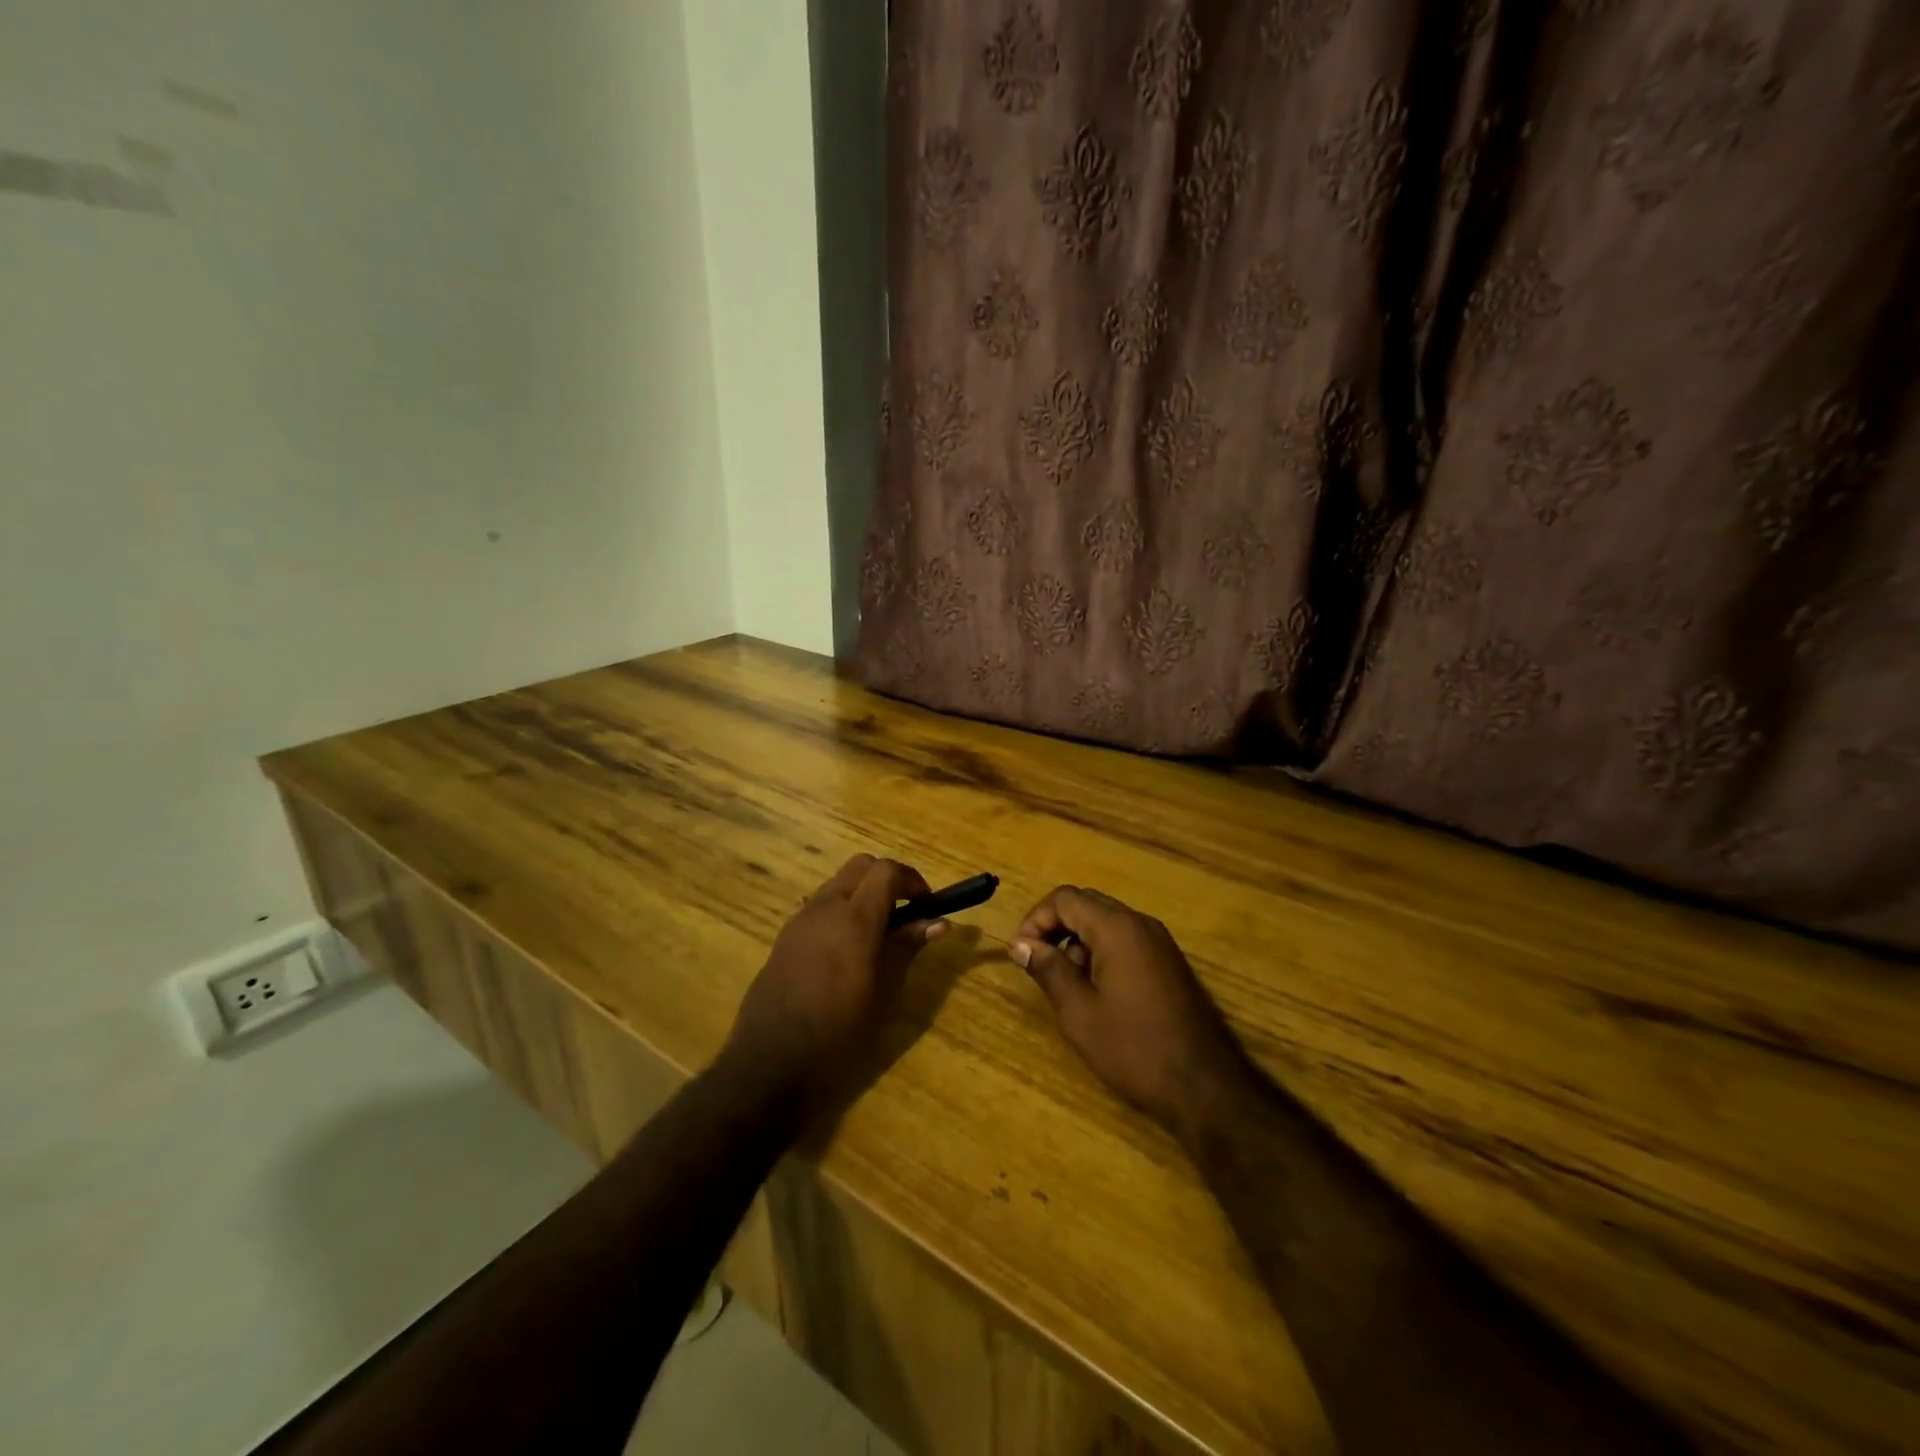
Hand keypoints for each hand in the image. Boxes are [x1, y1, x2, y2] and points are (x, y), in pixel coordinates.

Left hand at [721, 855, 945, 1105]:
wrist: (771, 1064)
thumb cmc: (839, 1032)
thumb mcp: (884, 992)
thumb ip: (907, 947)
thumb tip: (937, 922)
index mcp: (855, 918)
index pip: (887, 870)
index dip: (913, 880)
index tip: (927, 905)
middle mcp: (825, 907)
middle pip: (861, 866)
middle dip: (887, 879)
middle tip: (905, 913)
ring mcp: (799, 920)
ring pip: (838, 884)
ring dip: (862, 894)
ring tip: (878, 934)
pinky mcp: (784, 938)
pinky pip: (818, 907)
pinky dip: (840, 911)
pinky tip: (846, 951)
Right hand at [1011, 886, 1255, 1142]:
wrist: (1203, 1087)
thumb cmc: (1133, 1048)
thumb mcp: (1079, 1012)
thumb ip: (1048, 969)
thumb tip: (1020, 943)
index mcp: (1117, 928)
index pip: (1065, 898)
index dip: (1036, 919)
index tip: (1021, 952)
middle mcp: (1140, 923)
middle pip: (1087, 903)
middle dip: (1056, 927)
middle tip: (1039, 963)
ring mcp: (1160, 942)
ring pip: (1107, 921)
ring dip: (1079, 940)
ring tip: (1069, 984)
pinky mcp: (1169, 962)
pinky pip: (1127, 939)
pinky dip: (1103, 951)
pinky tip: (1099, 992)